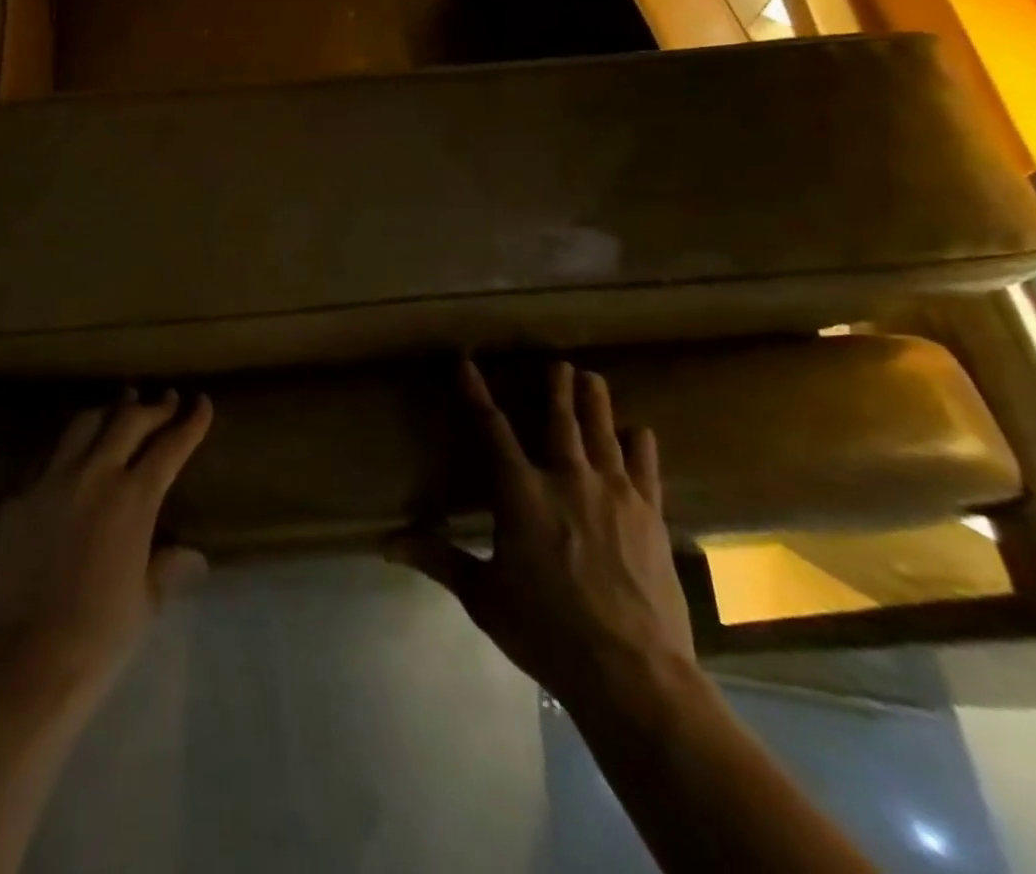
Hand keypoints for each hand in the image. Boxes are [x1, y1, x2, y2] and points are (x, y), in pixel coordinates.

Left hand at [0, 388, 213, 705]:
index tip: (201, 402)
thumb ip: (167, 565)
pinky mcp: (18, 496)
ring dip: (108, 413)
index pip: (170, 446)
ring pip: (83, 425)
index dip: (190, 422)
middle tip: (165, 400)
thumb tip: (191, 555)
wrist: (28, 662)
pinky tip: (73, 449)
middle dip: (152, 407)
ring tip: (120, 407)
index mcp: (133, 499)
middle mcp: (93, 476)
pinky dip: (69, 443)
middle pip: (128, 422)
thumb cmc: (101, 636)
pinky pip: (48, 454)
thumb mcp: (146, 599)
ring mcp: (50, 481)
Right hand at [390, 361, 693, 711]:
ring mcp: (615, 496)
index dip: (477, 394)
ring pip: (602, 435)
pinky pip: (646, 470)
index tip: (467, 364)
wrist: (633, 674)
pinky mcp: (650, 518)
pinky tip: (641, 431)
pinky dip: (641, 446)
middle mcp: (567, 480)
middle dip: (556, 389)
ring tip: (593, 377)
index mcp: (520, 493)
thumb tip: (385, 543)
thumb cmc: (547, 630)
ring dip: (596, 404)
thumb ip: (438, 558)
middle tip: (558, 362)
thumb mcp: (483, 595)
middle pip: (560, 422)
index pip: (491, 429)